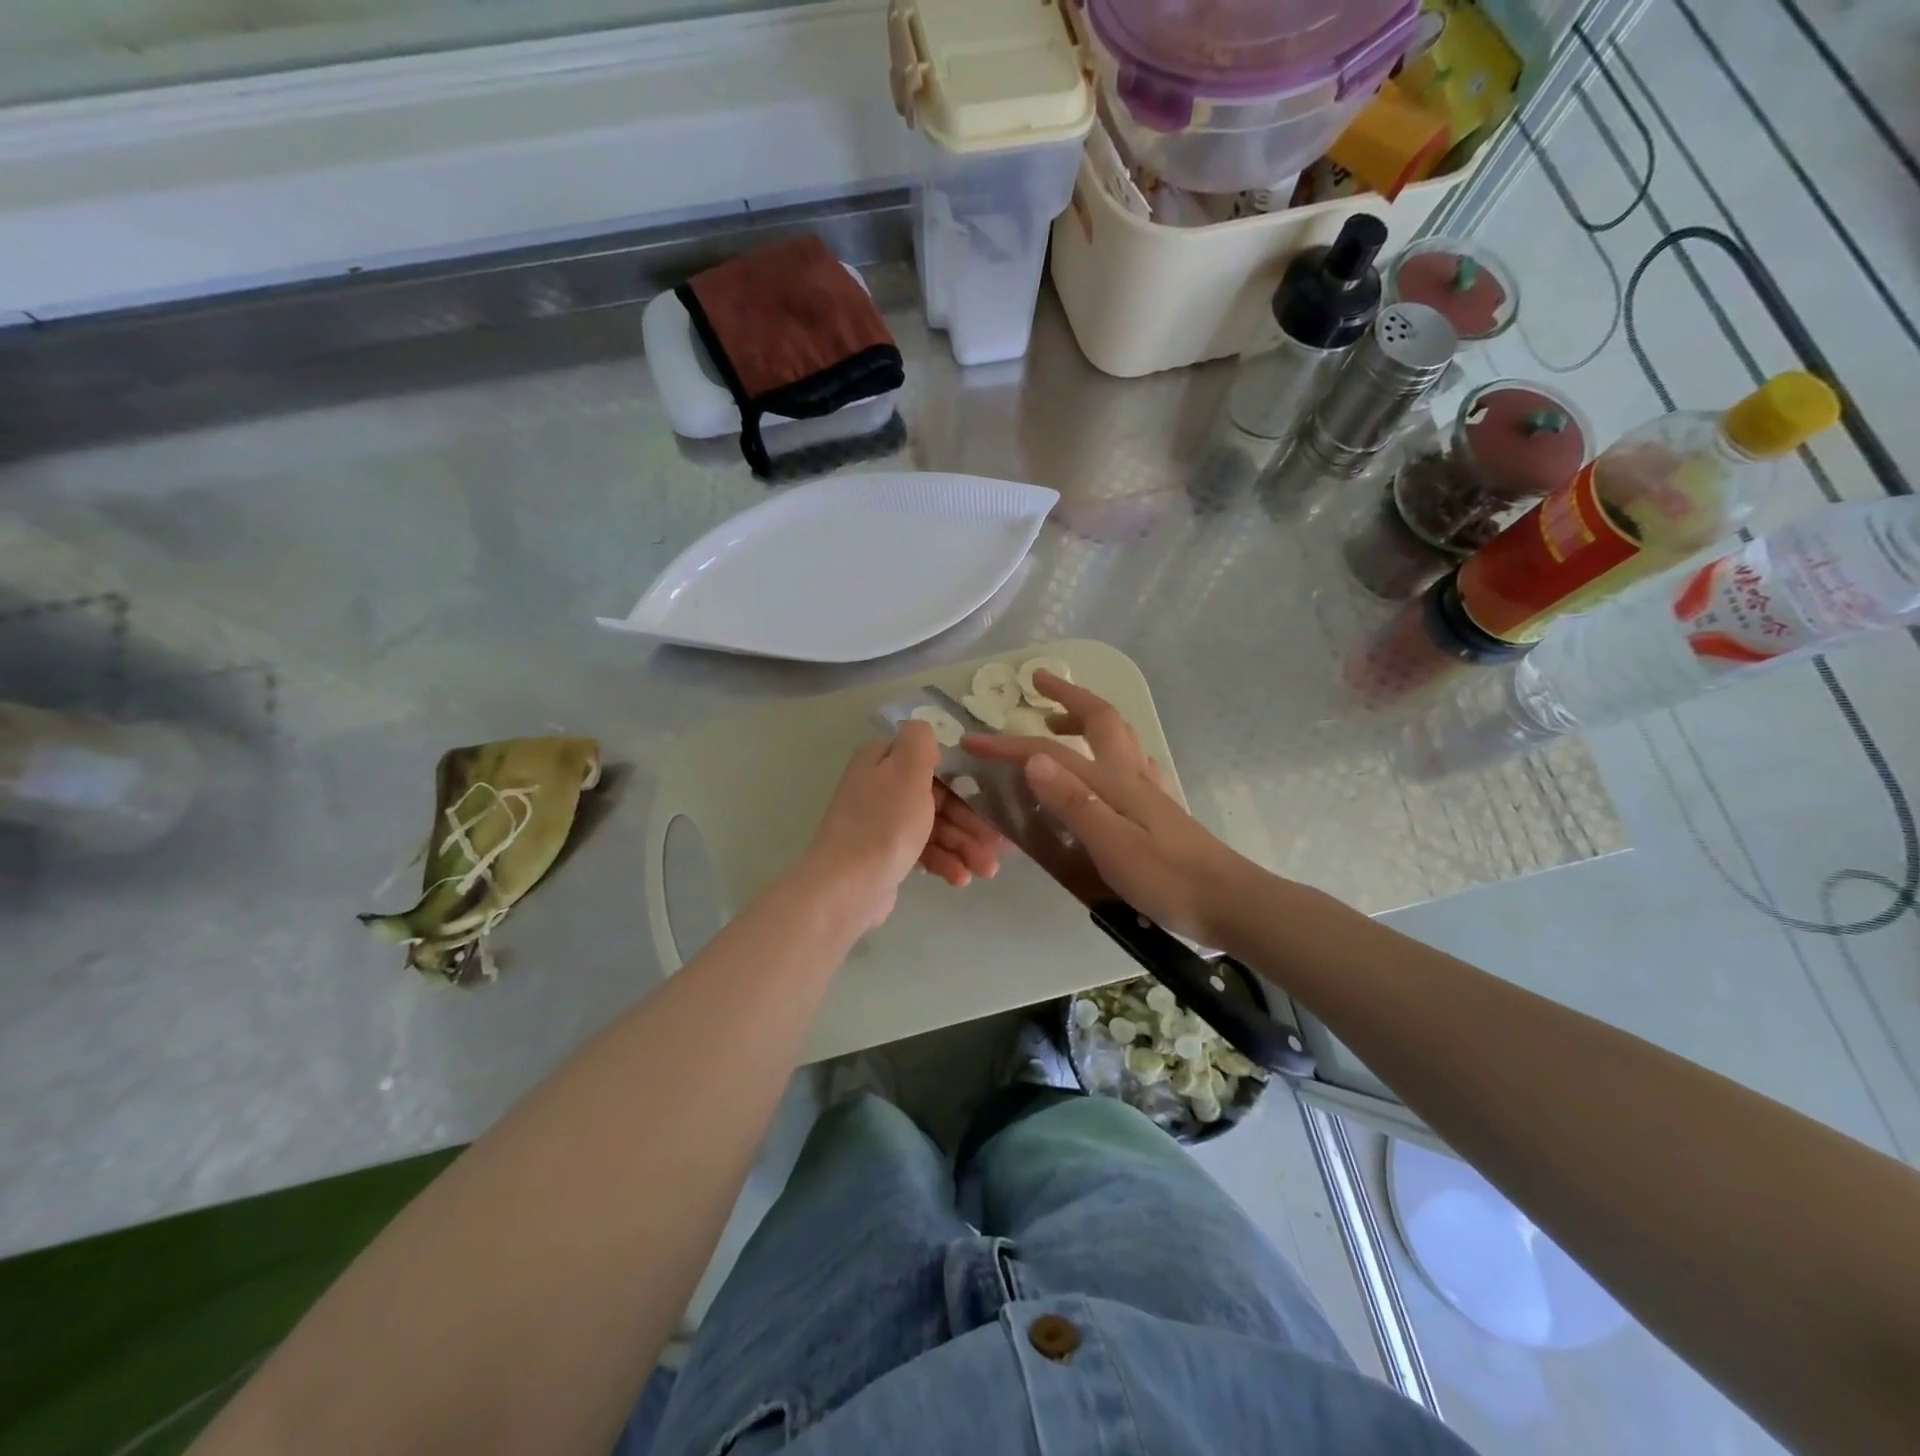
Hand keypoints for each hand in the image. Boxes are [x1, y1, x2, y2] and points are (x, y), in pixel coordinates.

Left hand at [802, 720, 1006, 931]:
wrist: (847, 888)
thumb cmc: (884, 824)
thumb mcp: (907, 769)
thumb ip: (920, 740)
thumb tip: (924, 729)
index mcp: (882, 760)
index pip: (932, 760)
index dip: (964, 779)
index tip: (990, 798)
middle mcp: (881, 787)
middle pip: (938, 796)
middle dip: (971, 821)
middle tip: (995, 844)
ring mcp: (883, 822)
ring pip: (935, 826)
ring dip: (964, 846)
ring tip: (986, 870)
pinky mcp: (887, 854)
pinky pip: (924, 851)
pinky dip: (945, 862)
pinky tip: (960, 879)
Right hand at [964, 672, 1251, 945]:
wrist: (1230, 903)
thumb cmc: (1167, 879)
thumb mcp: (1111, 845)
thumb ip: (1073, 801)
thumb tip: (1033, 758)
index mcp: (1114, 781)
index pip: (1052, 753)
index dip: (1010, 744)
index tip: (973, 742)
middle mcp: (1131, 775)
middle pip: (1099, 720)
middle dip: (1066, 696)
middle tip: (1038, 683)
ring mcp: (1149, 790)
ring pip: (1117, 737)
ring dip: (1085, 718)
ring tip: (1057, 724)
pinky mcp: (1160, 809)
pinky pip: (1130, 762)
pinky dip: (1109, 749)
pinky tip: (1106, 765)